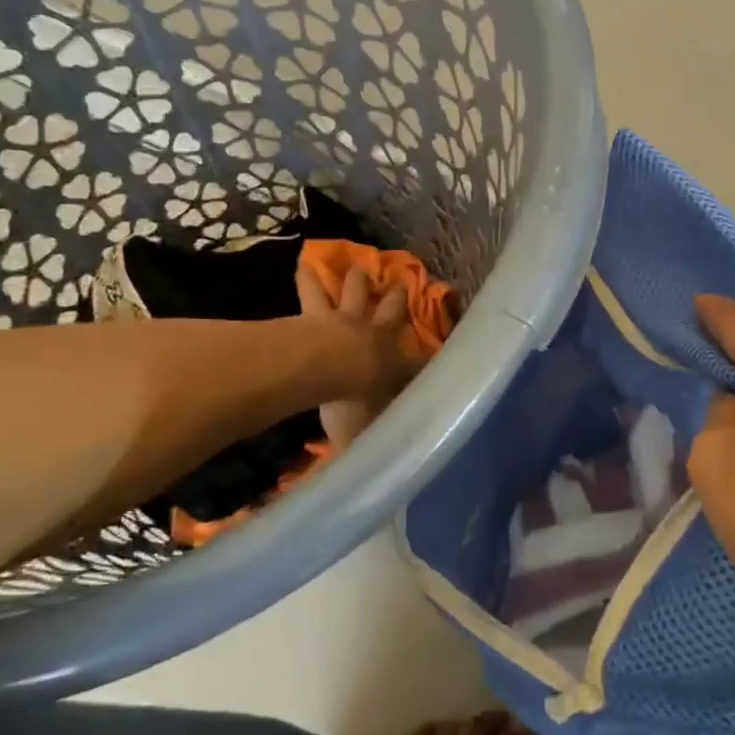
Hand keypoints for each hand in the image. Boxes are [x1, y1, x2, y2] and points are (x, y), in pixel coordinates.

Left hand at [296, 263, 425, 447]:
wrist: (329, 367)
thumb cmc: (355, 400)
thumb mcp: (370, 431)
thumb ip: (372, 443)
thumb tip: (375, 471)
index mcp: (392, 362)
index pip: (415, 362)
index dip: (423, 359)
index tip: (431, 357)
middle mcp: (375, 334)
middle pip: (392, 310)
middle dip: (398, 298)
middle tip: (402, 282)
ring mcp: (347, 319)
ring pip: (355, 292)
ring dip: (357, 279)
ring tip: (358, 266)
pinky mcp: (317, 312)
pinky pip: (312, 290)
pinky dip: (308, 277)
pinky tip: (303, 263)